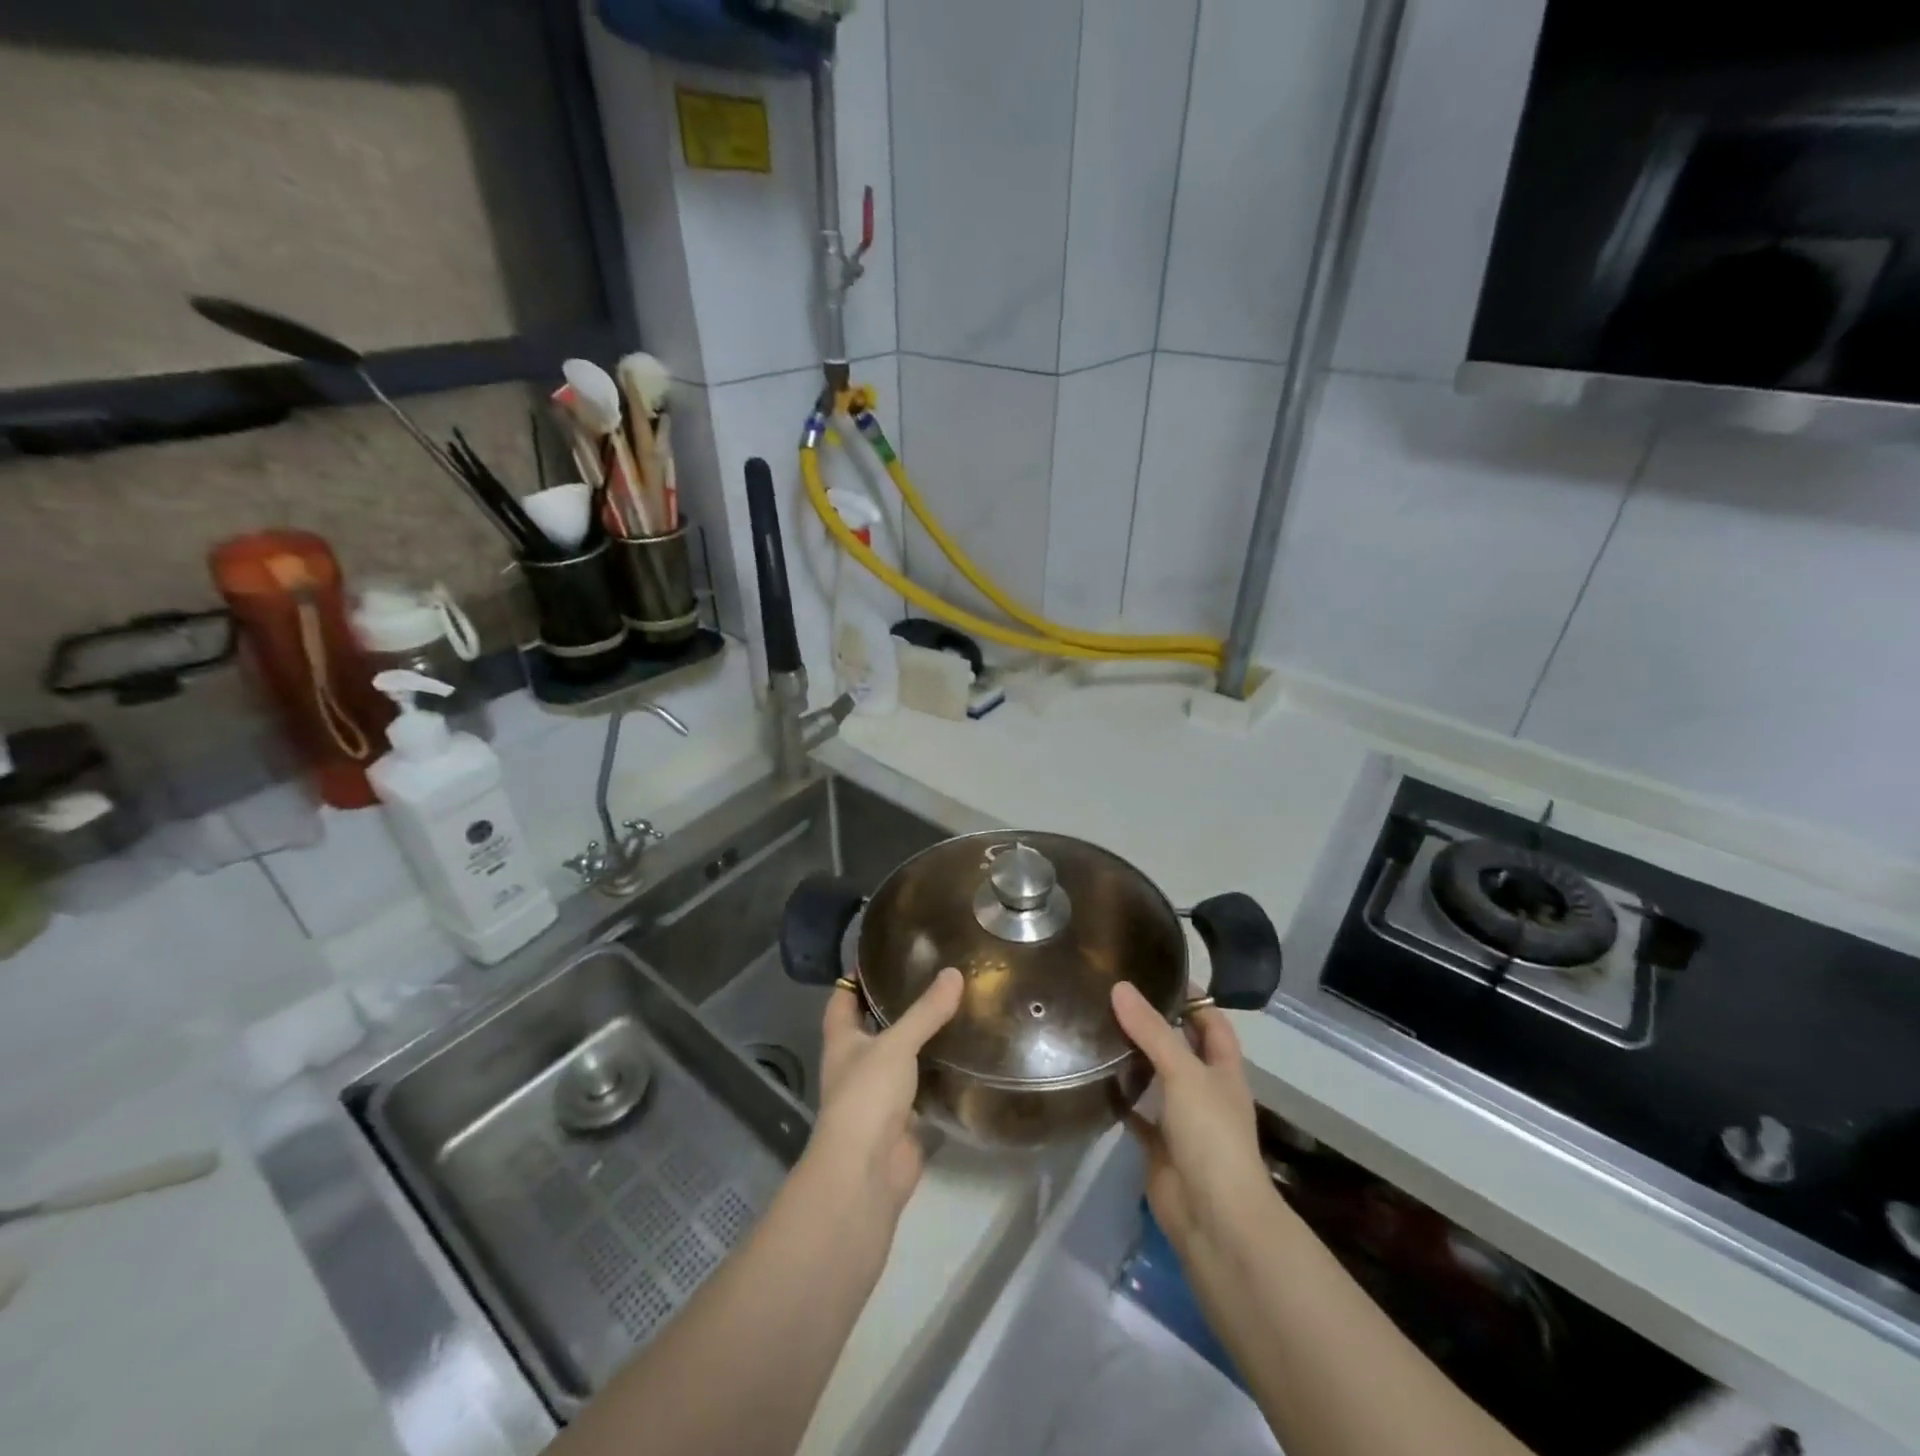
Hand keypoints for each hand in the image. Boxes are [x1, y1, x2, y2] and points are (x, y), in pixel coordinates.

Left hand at [810, 967, 964, 1219]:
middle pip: (875, 1026)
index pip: (843, 998)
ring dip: (923, 1039)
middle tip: (934, 975)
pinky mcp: (904, 1119)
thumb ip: (926, 1011)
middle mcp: (857, 1064)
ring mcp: (879, 1094)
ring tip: (957, 1007)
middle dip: (898, 1005)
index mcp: (842, 1040)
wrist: (867, 1173)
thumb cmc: (867, 1096)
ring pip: (902, 1057)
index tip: (885, 953)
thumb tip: (954, 972)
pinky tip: (965, 1053)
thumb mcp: (896, 1044)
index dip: (857, 977)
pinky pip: (924, 1087)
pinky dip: (941, 1073)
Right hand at [1112, 981, 1276, 1257]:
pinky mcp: (1158, 1146)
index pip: (1212, 1022)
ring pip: (1156, 1079)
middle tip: (1115, 996)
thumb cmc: (1211, 1135)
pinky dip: (1119, 1098)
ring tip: (1097, 1026)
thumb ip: (1152, 1031)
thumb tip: (1120, 987)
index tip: (1157, 972)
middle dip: (1155, 1024)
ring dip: (1134, 1058)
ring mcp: (1182, 1120)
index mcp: (1223, 1070)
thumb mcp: (1184, 1073)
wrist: (1213, 1218)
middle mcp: (1205, 1090)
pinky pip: (1136, 1113)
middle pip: (1181, 1047)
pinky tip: (1093, 1078)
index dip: (1192, 997)